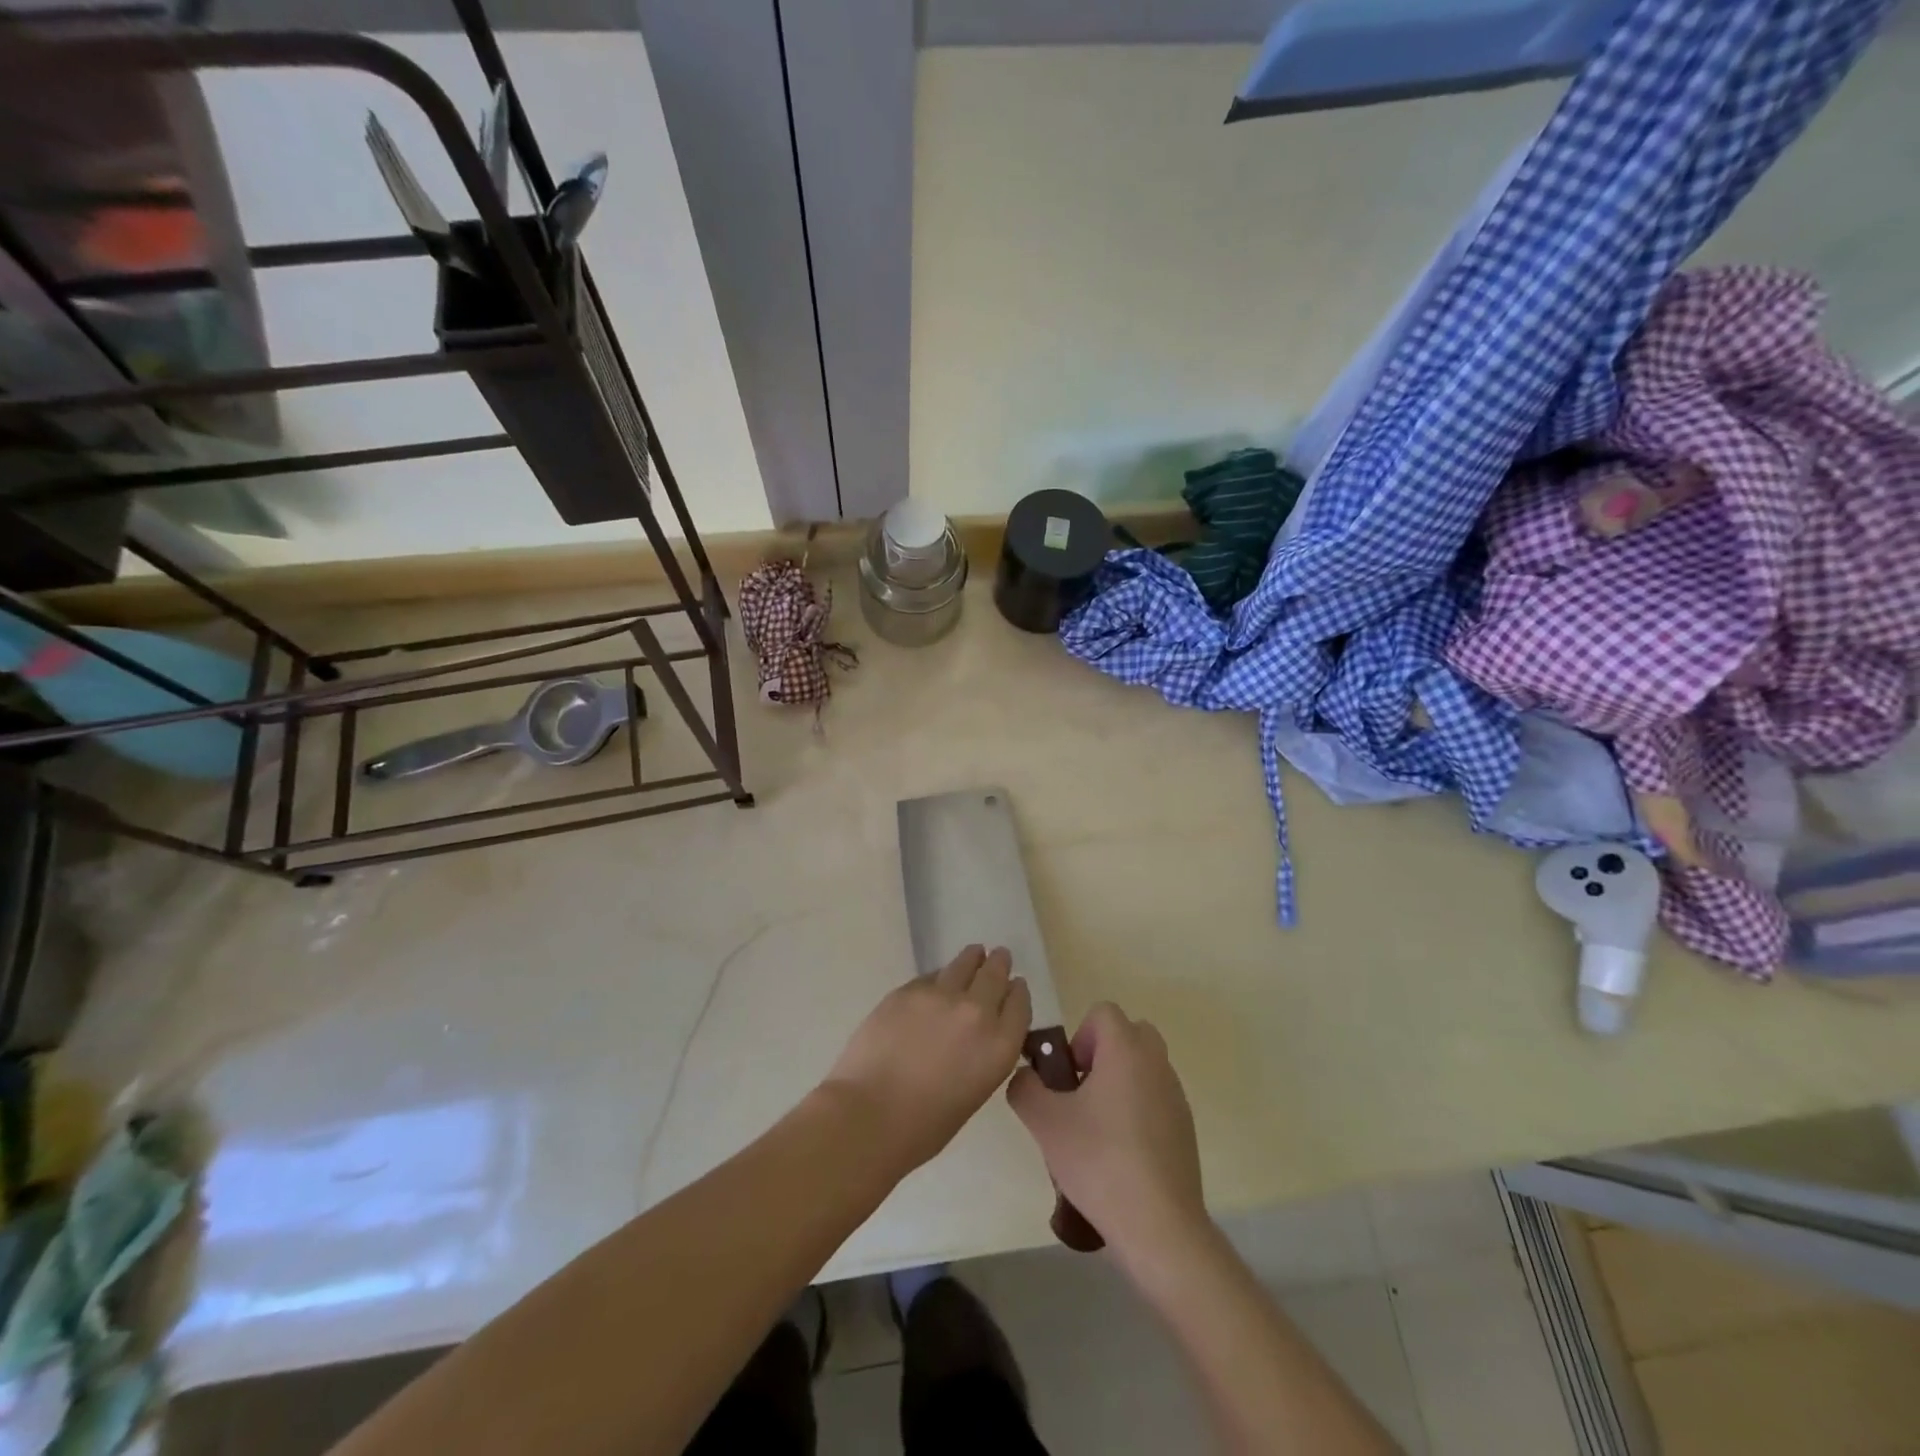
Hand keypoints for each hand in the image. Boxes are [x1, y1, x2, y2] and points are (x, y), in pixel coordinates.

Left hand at [823, 945, 1031, 1174]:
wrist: (870, 1115)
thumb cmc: (924, 1126)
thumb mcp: (973, 1092)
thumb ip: (983, 1054)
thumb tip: (975, 1035)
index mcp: (1000, 1046)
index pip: (1019, 1005)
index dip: (1017, 992)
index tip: (1016, 985)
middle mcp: (977, 1012)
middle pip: (995, 975)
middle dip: (998, 964)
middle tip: (999, 956)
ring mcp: (941, 995)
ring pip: (964, 964)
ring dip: (972, 959)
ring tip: (974, 953)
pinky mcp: (909, 989)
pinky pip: (932, 976)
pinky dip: (939, 977)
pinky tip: (937, 981)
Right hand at [1007, 1003, 1206, 1274]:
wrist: (1159, 1226)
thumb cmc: (1099, 1161)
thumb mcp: (1044, 1122)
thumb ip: (1025, 1087)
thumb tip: (1027, 1077)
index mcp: (1126, 1050)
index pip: (1103, 1012)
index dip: (1079, 1036)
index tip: (1069, 1077)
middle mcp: (1156, 1063)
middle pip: (1129, 1034)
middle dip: (1102, 1054)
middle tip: (1081, 1095)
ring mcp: (1175, 1096)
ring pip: (1143, 1067)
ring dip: (1119, 1083)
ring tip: (1096, 1130)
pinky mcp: (1185, 1128)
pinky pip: (1156, 1099)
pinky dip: (1137, 1111)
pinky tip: (1121, 1156)